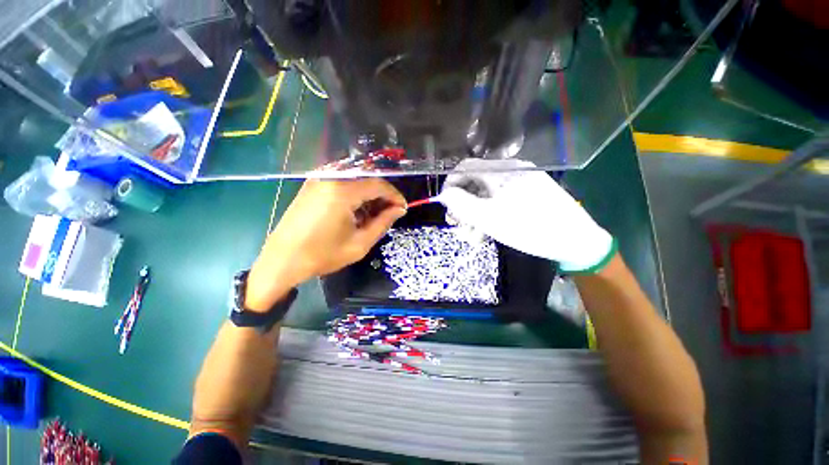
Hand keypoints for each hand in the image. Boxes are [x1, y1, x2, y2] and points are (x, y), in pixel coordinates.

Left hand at [245, 178, 406, 310]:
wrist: (281, 261)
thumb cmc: (322, 255)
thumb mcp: (360, 243)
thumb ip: (383, 223)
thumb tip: (399, 210)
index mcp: (343, 191)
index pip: (378, 185)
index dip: (394, 196)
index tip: (403, 208)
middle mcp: (330, 178)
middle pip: (367, 180)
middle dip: (382, 196)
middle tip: (390, 214)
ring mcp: (319, 180)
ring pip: (355, 181)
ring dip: (368, 196)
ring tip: (374, 216)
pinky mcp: (312, 186)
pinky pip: (341, 185)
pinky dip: (354, 195)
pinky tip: (356, 212)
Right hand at [438, 159, 614, 272]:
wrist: (575, 240)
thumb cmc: (527, 228)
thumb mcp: (487, 218)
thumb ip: (461, 203)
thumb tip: (444, 194)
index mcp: (501, 171)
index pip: (465, 167)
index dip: (451, 185)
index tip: (446, 206)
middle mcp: (511, 170)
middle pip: (475, 183)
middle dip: (463, 206)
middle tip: (460, 226)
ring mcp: (522, 181)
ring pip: (487, 194)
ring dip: (476, 215)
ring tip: (475, 237)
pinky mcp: (529, 193)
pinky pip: (502, 199)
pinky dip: (491, 214)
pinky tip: (489, 232)